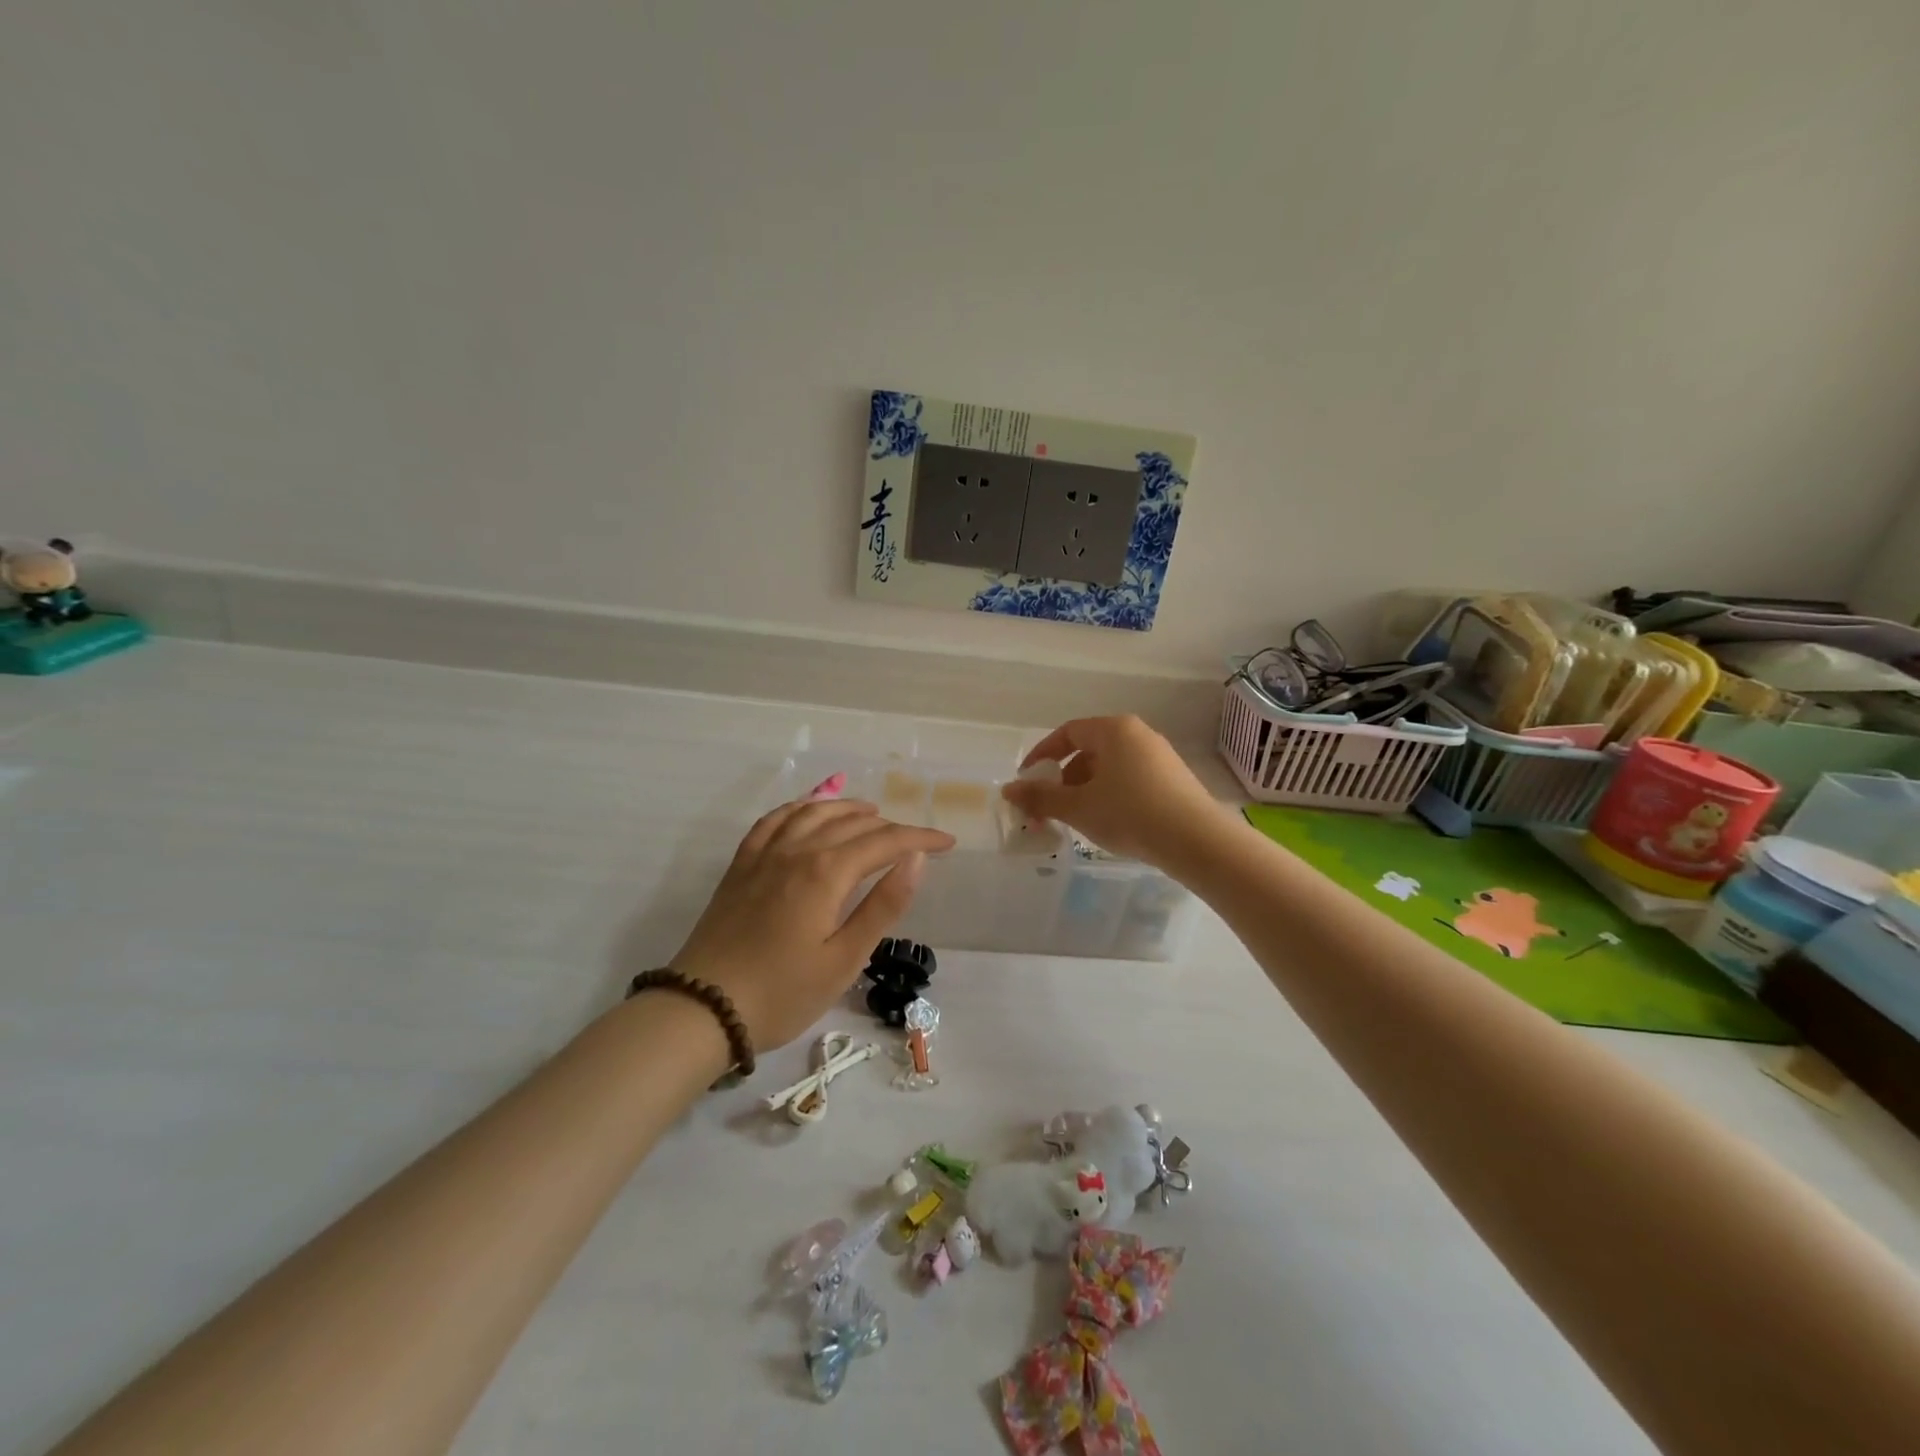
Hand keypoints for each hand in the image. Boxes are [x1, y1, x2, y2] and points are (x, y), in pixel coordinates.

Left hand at [669, 800, 954, 1051]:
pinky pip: (774, 820)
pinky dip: (799, 807)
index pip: (886, 841)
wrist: (702, 1009)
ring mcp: (764, 854)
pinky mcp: (741, 865)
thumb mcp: (844, 959)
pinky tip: (808, 810)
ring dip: (847, 808)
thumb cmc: (782, 993)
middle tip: (916, 840)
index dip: (921, 838)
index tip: (948, 843)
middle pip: (852, 823)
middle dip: (891, 826)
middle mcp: (796, 850)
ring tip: (871, 811)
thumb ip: (883, 904)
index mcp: (826, 872)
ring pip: (813, 812)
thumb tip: (916, 858)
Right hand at [999, 715, 1220, 866]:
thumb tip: (1008, 789)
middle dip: (1063, 779)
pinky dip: (1110, 796)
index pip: (1067, 733)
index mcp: (1113, 730)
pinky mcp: (1174, 779)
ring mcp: (1160, 756)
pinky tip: (1108, 823)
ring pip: (1110, 768)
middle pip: (1088, 751)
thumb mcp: (1077, 807)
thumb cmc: (1129, 814)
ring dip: (1085, 790)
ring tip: (1076, 820)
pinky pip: (1130, 780)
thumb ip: (1040, 796)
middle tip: (1049, 808)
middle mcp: (1138, 734)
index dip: (1041, 755)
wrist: (1197, 841)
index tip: (1026, 780)